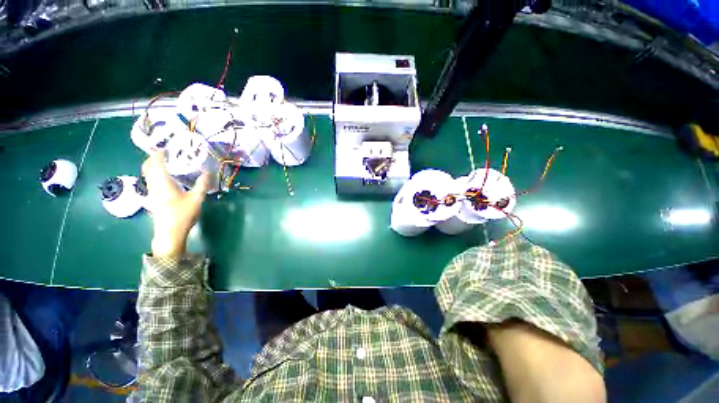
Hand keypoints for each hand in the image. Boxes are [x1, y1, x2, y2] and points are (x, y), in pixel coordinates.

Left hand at [142, 151, 209, 257]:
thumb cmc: (182, 214)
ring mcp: (151, 192)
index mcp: (162, 182)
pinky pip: (151, 180)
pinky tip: (167, 178)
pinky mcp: (153, 198)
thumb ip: (202, 184)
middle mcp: (153, 184)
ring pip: (148, 174)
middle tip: (166, 152)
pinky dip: (155, 174)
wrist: (169, 233)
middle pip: (148, 166)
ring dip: (153, 166)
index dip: (159, 152)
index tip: (166, 145)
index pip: (156, 162)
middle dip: (154, 157)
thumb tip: (208, 172)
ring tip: (167, 162)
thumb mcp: (196, 199)